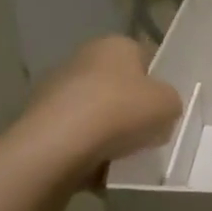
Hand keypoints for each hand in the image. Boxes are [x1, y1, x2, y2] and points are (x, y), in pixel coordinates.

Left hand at [14, 36, 182, 187]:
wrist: (59, 145)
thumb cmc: (121, 111)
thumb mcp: (169, 104)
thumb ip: (170, 102)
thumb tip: (160, 108)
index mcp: (116, 44)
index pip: (145, 58)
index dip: (158, 83)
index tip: (165, 108)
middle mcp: (83, 57)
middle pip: (119, 85)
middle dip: (132, 109)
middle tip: (148, 133)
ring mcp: (56, 88)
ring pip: (97, 112)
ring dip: (109, 131)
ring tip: (124, 156)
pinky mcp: (40, 120)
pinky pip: (76, 135)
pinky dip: (88, 149)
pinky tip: (100, 166)